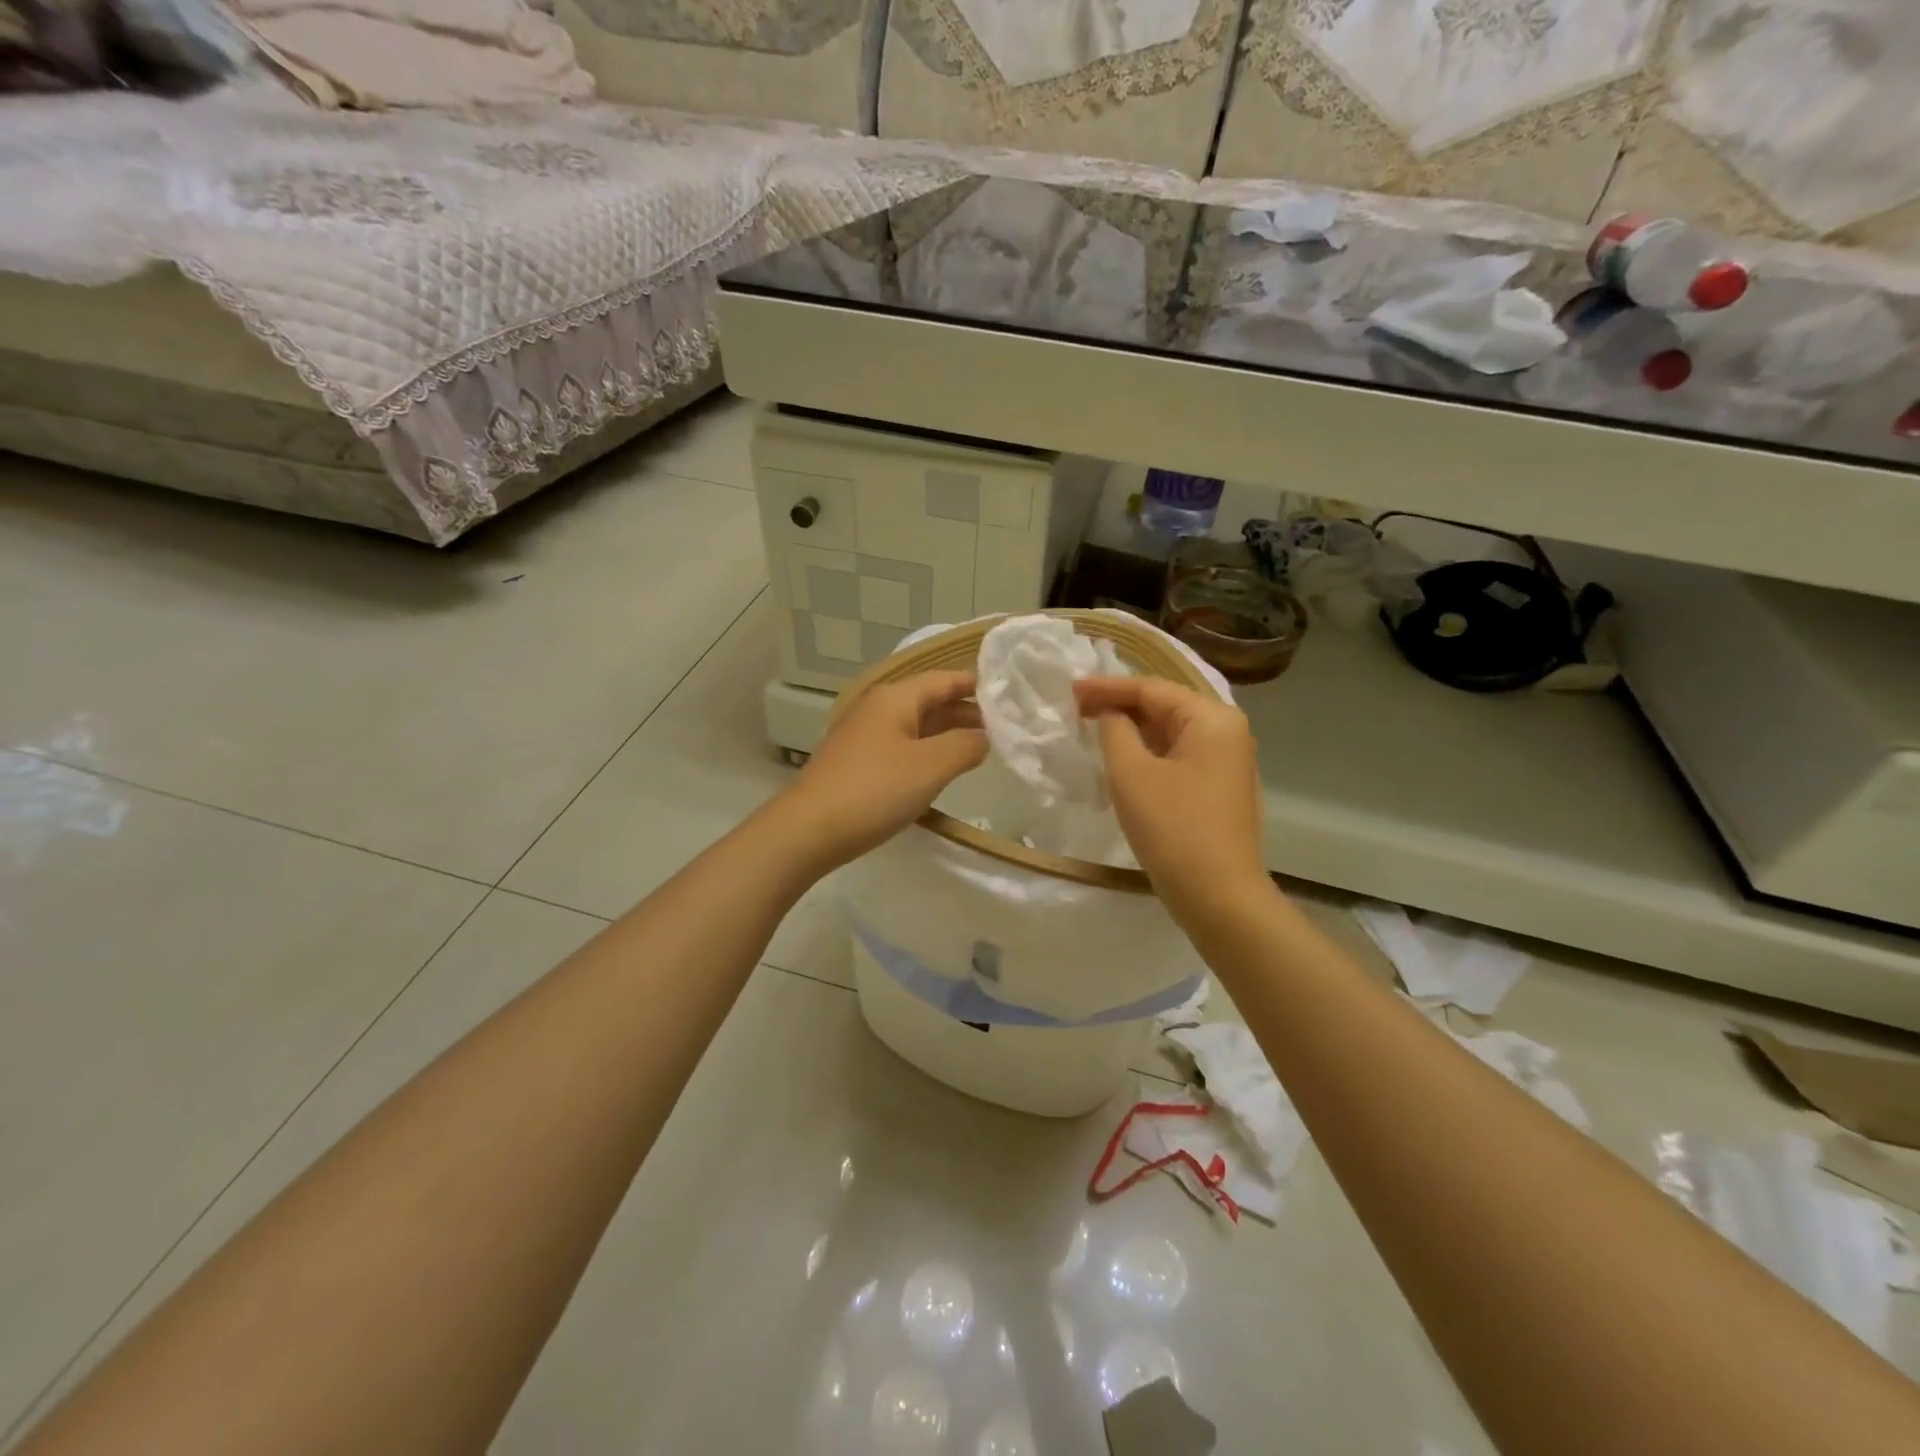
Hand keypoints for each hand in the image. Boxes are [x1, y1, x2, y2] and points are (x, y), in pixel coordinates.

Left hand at [780, 670, 987, 869]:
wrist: (808, 830)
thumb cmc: (875, 791)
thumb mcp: (931, 766)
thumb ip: (966, 745)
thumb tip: (983, 737)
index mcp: (896, 697)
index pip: (945, 679)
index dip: (976, 685)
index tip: (1009, 696)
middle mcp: (878, 707)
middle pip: (930, 700)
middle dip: (965, 711)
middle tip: (1003, 729)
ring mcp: (864, 735)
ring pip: (916, 725)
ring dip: (947, 733)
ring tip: (979, 749)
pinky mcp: (857, 761)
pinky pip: (901, 746)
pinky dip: (926, 751)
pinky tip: (939, 770)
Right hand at [1074, 677, 1266, 915]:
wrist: (1218, 896)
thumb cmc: (1173, 827)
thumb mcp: (1132, 773)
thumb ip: (1115, 730)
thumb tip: (1110, 714)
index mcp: (1212, 718)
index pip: (1152, 689)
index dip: (1107, 687)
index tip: (1070, 688)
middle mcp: (1228, 732)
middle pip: (1166, 706)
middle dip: (1120, 705)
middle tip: (1077, 706)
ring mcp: (1228, 762)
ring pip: (1172, 733)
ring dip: (1133, 729)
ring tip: (1093, 726)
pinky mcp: (1220, 789)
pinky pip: (1179, 756)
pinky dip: (1149, 752)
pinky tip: (1122, 757)